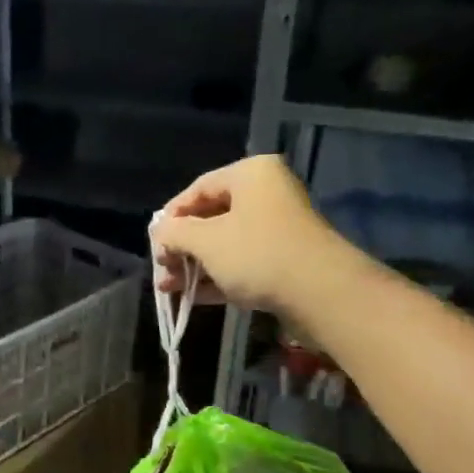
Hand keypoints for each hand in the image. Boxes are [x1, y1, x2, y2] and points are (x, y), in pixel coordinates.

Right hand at [150, 155, 339, 316]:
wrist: (319, 292)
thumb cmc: (257, 254)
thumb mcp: (206, 241)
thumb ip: (175, 233)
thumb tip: (159, 232)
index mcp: (250, 175)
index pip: (199, 188)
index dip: (171, 215)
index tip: (153, 241)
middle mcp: (266, 195)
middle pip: (212, 217)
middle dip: (182, 246)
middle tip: (161, 267)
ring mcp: (277, 230)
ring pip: (225, 244)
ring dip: (194, 266)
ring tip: (168, 287)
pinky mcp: (283, 261)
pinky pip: (241, 264)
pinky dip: (216, 277)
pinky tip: (191, 297)